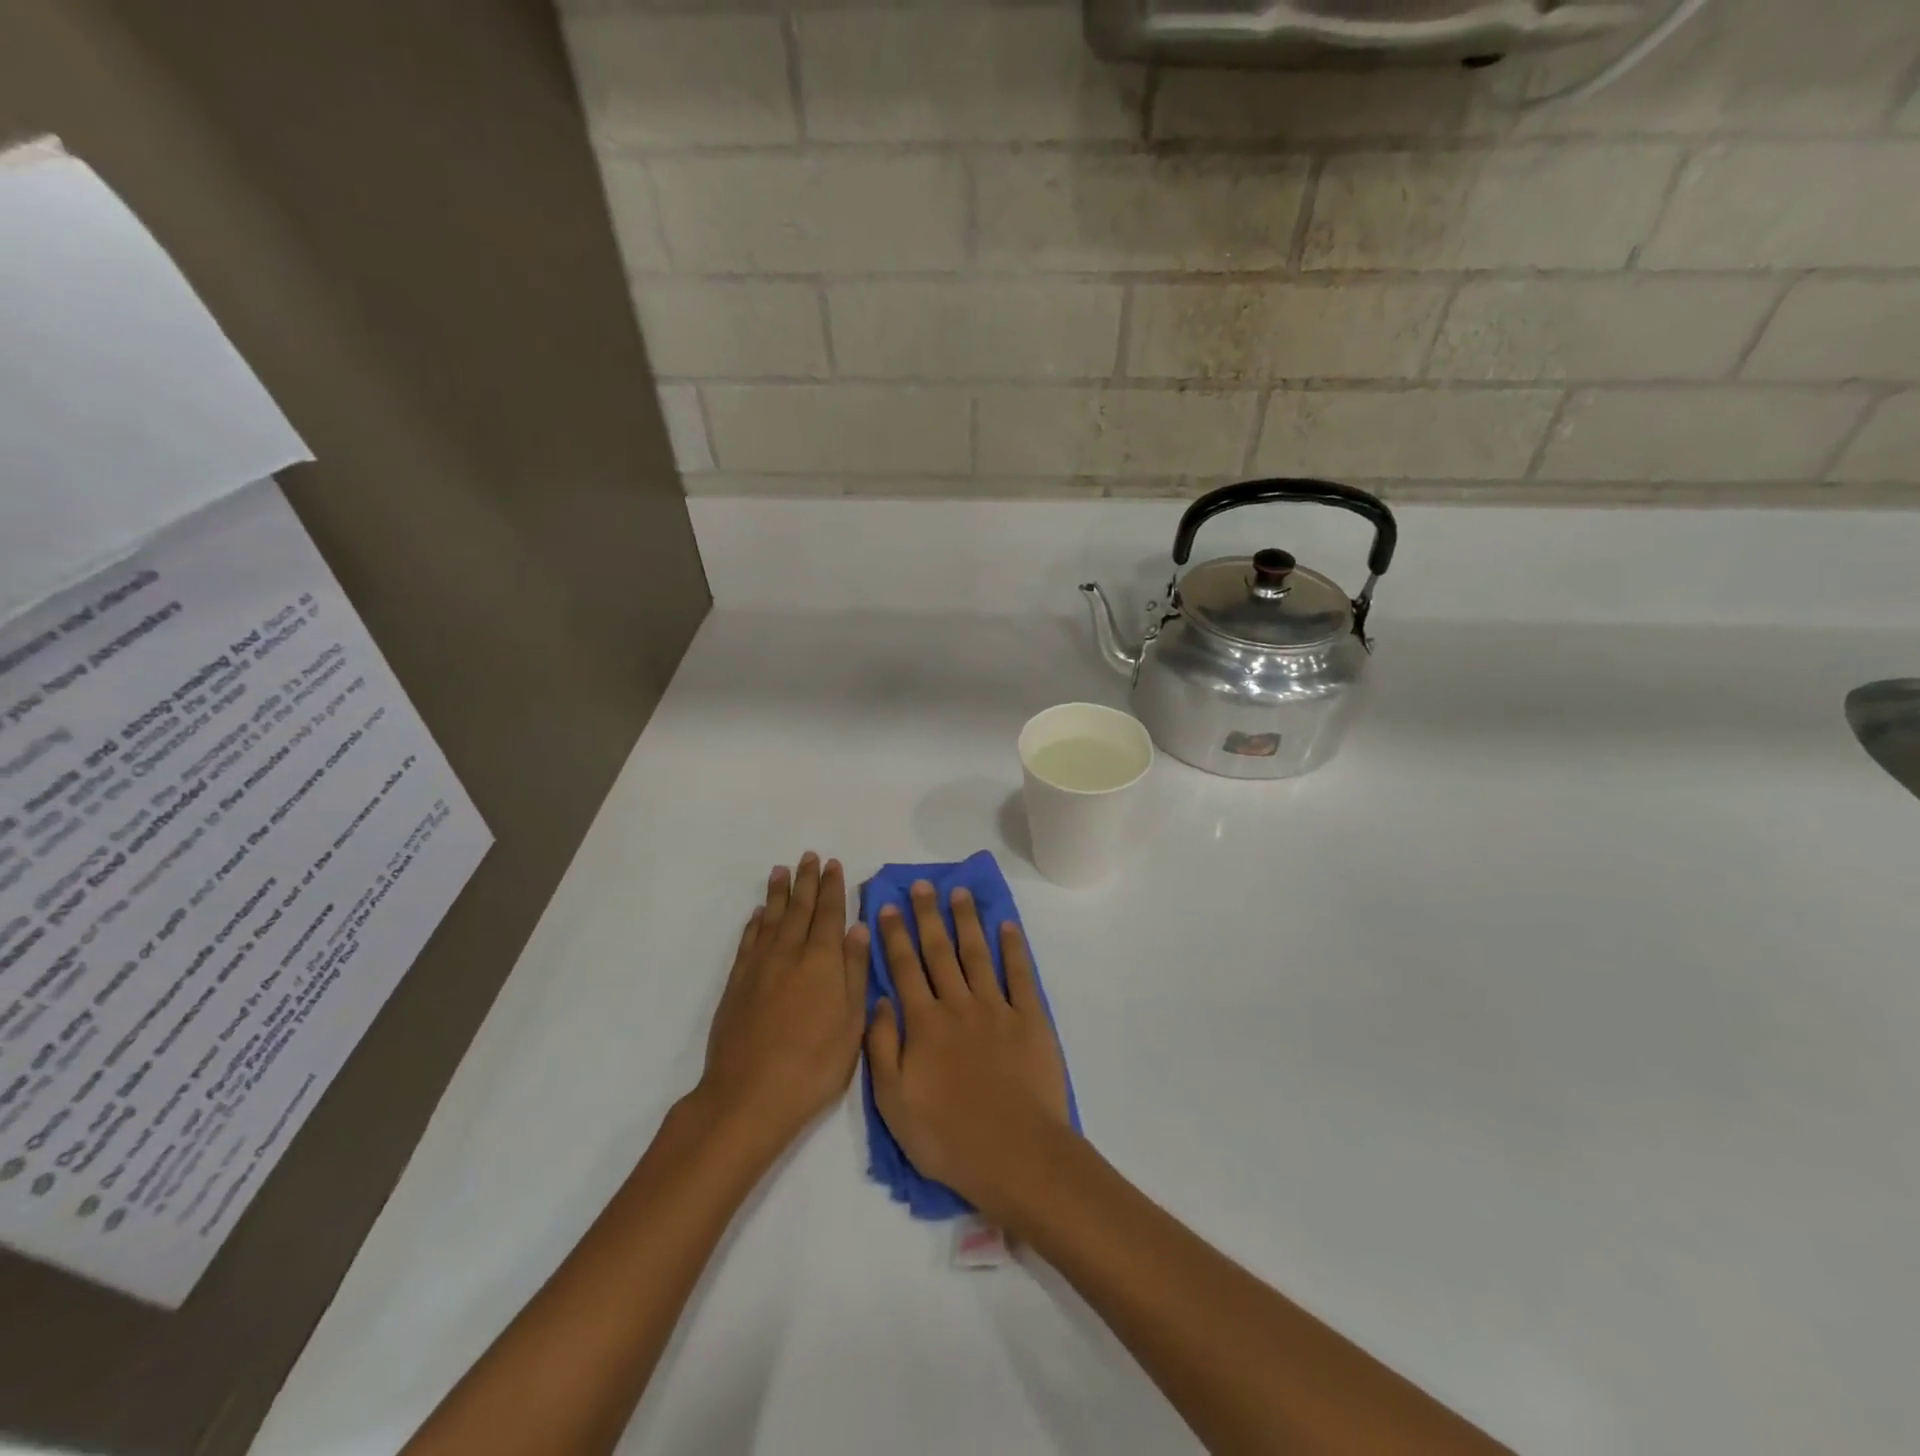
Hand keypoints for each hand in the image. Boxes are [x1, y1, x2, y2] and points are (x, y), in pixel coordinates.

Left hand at [698, 853, 868, 1150]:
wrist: (749, 1095)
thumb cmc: (814, 1064)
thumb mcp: (851, 1023)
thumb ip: (855, 972)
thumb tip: (858, 929)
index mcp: (823, 961)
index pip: (830, 913)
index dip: (832, 887)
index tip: (833, 864)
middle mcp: (790, 954)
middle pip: (800, 908)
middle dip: (806, 881)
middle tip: (809, 856)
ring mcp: (760, 967)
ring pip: (771, 918)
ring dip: (778, 893)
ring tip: (781, 870)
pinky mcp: (737, 983)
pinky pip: (748, 940)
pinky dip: (755, 922)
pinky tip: (758, 914)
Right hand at [866, 881, 1071, 1221]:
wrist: (1015, 1154)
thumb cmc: (947, 1136)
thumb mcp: (893, 1102)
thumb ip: (883, 1047)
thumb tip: (879, 1000)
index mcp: (924, 1024)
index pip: (904, 969)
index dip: (894, 936)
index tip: (888, 906)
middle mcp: (958, 1005)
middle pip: (939, 952)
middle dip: (928, 916)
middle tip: (921, 885)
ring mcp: (997, 1009)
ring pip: (977, 954)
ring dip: (967, 921)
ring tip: (959, 893)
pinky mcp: (1030, 1019)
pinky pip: (1020, 975)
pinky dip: (1013, 948)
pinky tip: (1007, 926)